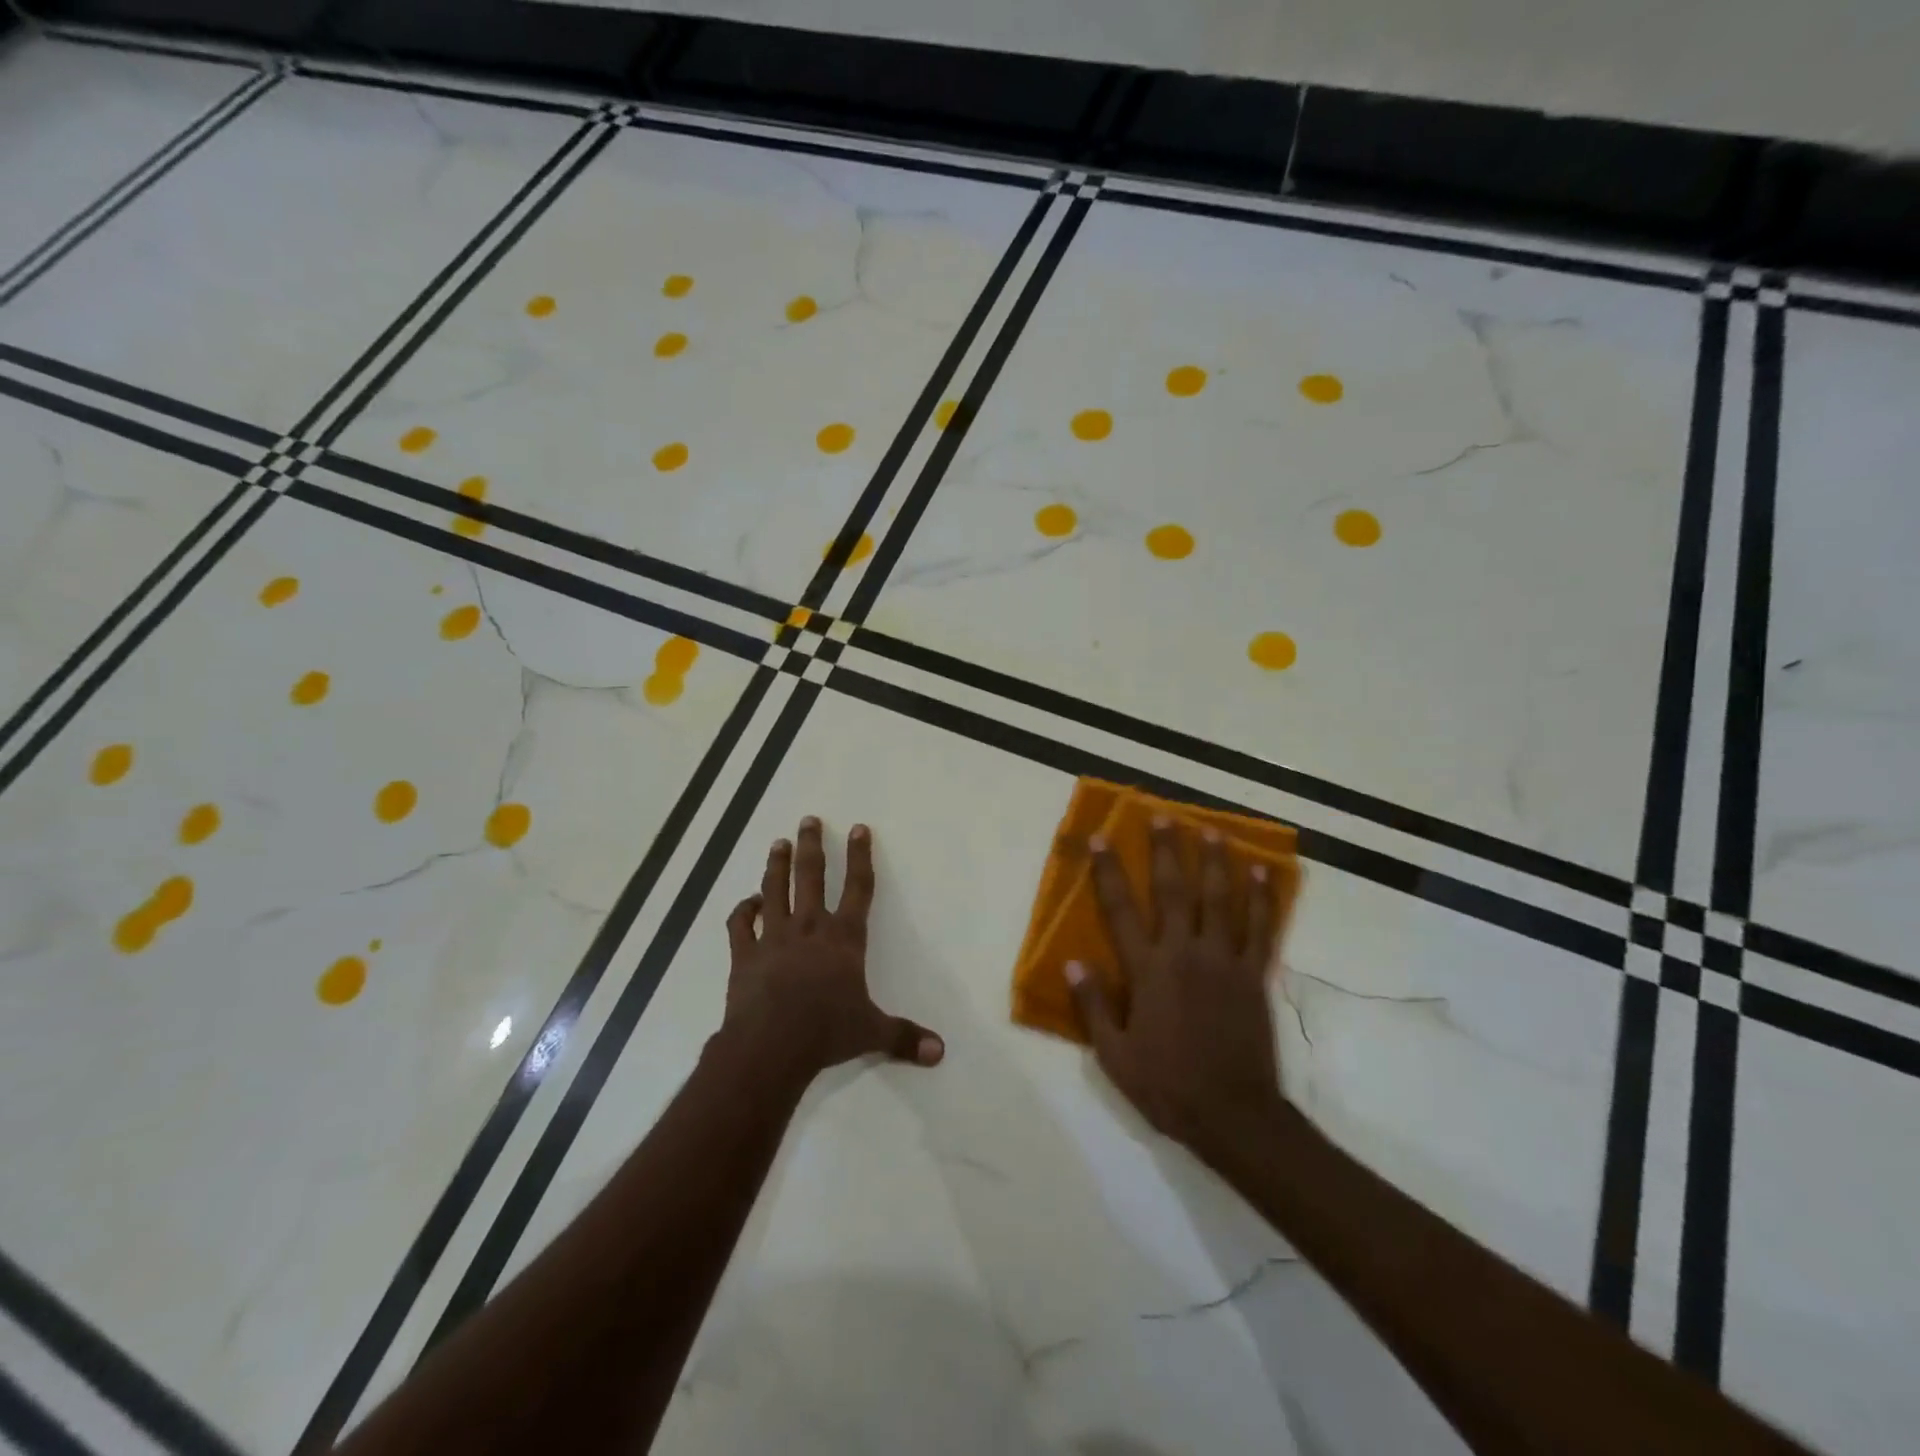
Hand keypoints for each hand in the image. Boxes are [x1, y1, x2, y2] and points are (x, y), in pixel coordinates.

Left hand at [722, 817, 943, 1078]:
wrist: (771, 1046)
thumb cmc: (827, 1033)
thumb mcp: (872, 1032)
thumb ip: (904, 1037)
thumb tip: (940, 1052)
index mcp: (844, 938)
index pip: (858, 887)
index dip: (860, 856)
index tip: (859, 828)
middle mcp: (810, 927)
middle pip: (811, 876)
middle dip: (811, 845)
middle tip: (808, 820)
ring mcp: (774, 937)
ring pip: (774, 890)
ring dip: (776, 865)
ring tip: (778, 842)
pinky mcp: (744, 954)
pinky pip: (741, 924)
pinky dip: (744, 910)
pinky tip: (749, 902)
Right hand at [1066, 817, 1285, 1159]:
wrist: (1233, 1115)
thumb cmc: (1167, 1084)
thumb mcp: (1114, 1054)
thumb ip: (1093, 1005)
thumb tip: (1074, 962)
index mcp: (1148, 971)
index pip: (1121, 910)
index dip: (1108, 872)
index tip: (1102, 839)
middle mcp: (1185, 954)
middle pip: (1174, 891)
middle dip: (1166, 851)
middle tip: (1163, 816)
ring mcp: (1224, 961)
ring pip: (1220, 900)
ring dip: (1215, 862)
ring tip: (1212, 831)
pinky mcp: (1254, 975)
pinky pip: (1259, 928)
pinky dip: (1260, 898)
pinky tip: (1261, 873)